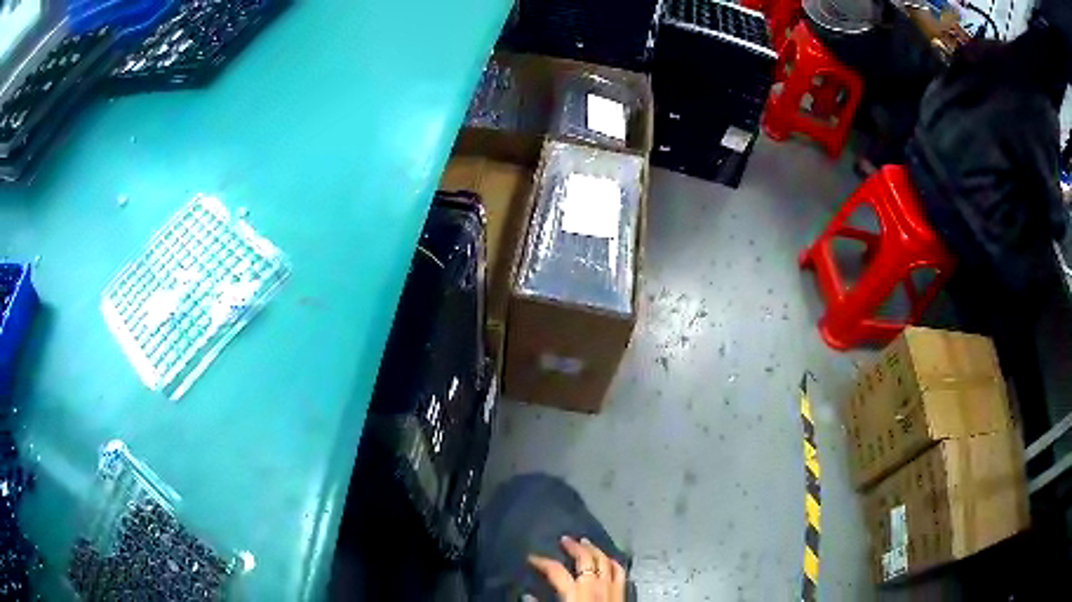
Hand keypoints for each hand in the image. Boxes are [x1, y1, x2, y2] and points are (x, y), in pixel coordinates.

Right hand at [528, 536, 625, 601]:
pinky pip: (620, 573)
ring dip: (595, 550)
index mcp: (575, 593)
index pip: (556, 571)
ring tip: (586, 542)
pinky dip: (613, 562)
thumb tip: (526, 596)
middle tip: (564, 540)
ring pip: (605, 561)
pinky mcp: (622, 595)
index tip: (531, 558)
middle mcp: (595, 586)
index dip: (542, 562)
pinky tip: (609, 560)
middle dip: (574, 547)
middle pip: (586, 559)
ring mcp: (612, 589)